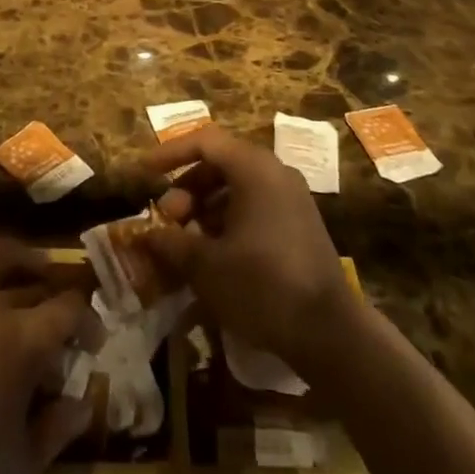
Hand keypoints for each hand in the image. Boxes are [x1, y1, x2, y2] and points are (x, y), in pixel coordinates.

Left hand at [0, 236, 97, 473]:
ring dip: (18, 255)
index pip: (69, 310)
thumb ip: (57, 432)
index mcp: (22, 339)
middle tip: (59, 322)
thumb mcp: (19, 469)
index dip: (89, 321)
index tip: (93, 343)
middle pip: (32, 285)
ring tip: (31, 264)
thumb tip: (82, 403)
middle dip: (54, 300)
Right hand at [138, 126, 356, 374]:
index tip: (145, 173)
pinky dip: (229, 219)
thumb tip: (145, 235)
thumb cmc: (262, 286)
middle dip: (188, 188)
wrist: (330, 332)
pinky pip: (256, 206)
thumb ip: (171, 243)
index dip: (170, 154)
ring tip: (186, 241)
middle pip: (221, 163)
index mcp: (254, 168)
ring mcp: (292, 198)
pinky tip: (215, 254)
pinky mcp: (300, 224)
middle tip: (168, 220)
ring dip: (206, 207)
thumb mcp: (206, 266)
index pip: (204, 141)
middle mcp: (275, 173)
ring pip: (238, 187)